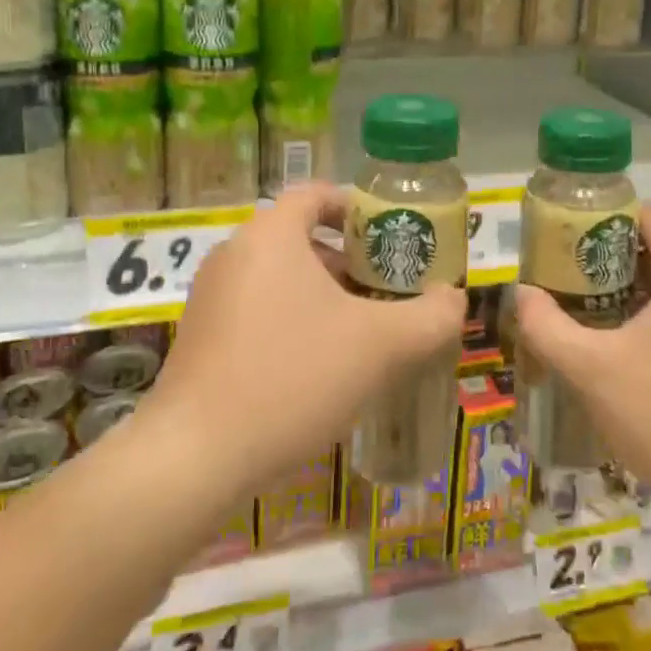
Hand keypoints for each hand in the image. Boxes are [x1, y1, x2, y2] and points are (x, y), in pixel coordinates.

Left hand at [145, 184, 466, 500]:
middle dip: (349, 260)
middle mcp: (235, 252)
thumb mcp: (380, 347)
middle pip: (301, 236)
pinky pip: (256, 308)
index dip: (358, 209)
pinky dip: (291, 319)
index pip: (317, 194)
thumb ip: (430, 318)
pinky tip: (316, 367)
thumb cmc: (293, 378)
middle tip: (387, 291)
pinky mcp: (198, 336)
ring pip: (279, 276)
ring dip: (322, 294)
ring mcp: (210, 295)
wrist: (195, 457)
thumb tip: (454, 299)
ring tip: (360, 332)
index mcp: (272, 235)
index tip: (391, 239)